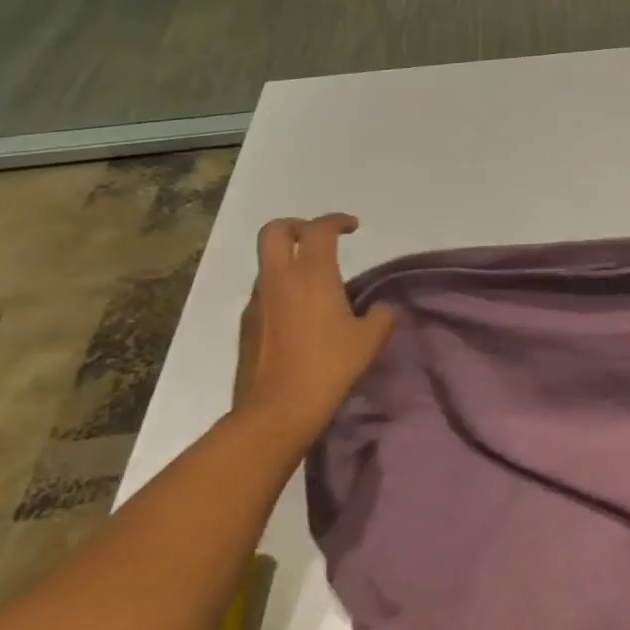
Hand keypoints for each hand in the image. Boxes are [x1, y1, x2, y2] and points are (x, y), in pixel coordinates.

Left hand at [232, 214, 394, 447]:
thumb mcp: (370, 340)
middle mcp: (279, 279)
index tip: (353, 227)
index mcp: (312, 275)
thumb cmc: (329, 366)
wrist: (278, 409)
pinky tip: (301, 315)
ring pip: (268, 263)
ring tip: (315, 283)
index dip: (337, 220)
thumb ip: (381, 315)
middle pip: (275, 230)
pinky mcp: (247, 324)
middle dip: (298, 225)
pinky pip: (265, 292)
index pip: (319, 229)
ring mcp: (257, 301)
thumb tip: (381, 309)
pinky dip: (282, 289)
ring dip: (290, 261)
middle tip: (319, 238)